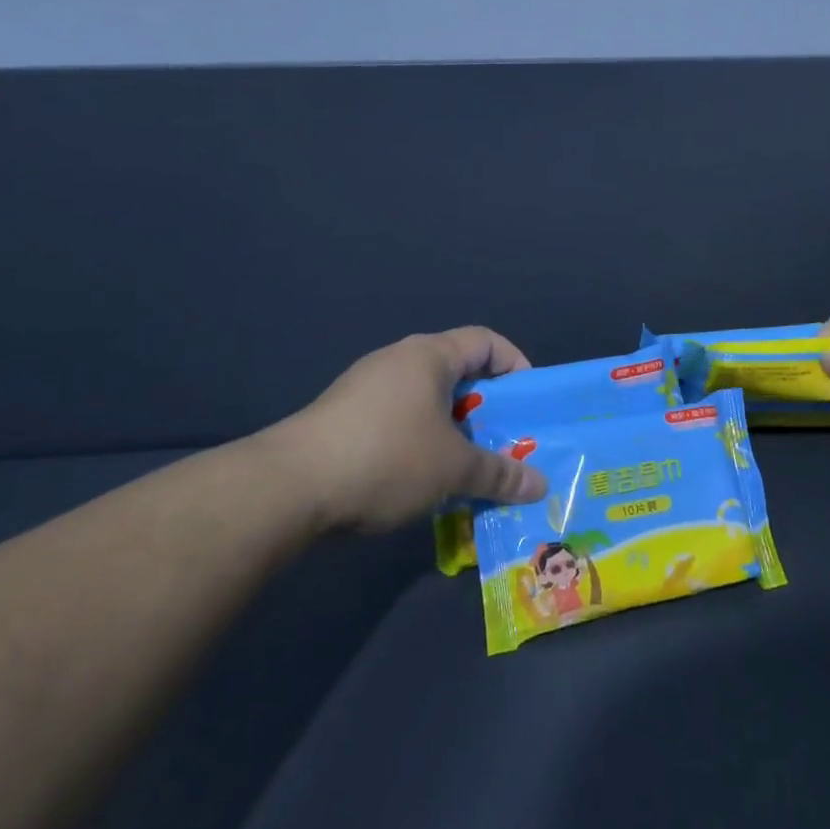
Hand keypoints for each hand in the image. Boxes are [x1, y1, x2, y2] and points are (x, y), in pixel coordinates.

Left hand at [249, 328, 550, 532]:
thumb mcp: (453, 469)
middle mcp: (398, 361)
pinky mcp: (343, 417)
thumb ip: (500, 474)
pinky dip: (421, 442)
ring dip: (453, 429)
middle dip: (487, 408)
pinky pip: (398, 419)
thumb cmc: (386, 458)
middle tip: (504, 442)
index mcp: (429, 356)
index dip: (515, 366)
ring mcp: (366, 388)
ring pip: (427, 400)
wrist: (288, 487)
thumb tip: (541, 486)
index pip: (486, 341)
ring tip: (467, 467)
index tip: (528, 404)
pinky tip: (422, 479)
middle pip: (457, 372)